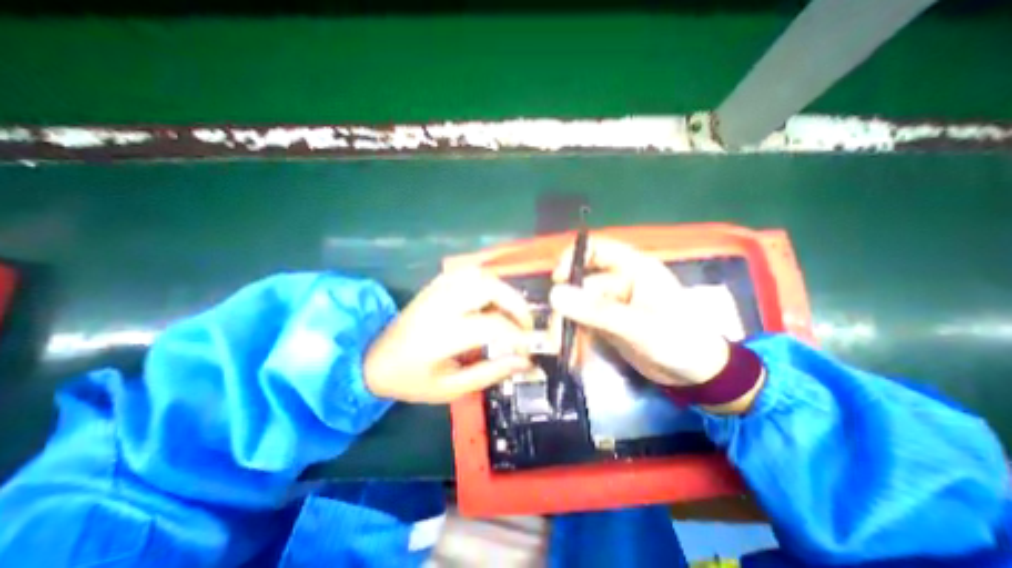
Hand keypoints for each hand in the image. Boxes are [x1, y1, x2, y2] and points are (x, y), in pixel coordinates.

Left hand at [365, 267, 535, 404]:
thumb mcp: (451, 387)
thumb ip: (491, 373)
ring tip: (510, 312)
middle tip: (525, 325)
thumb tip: (525, 362)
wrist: (373, 360)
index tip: (529, 349)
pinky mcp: (434, 285)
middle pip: (489, 288)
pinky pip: (466, 273)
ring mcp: (436, 290)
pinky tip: (490, 299)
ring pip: (480, 275)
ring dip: (503, 290)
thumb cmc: (411, 380)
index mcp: (442, 335)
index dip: (518, 336)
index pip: (492, 325)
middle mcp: (440, 305)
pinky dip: (486, 282)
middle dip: (516, 304)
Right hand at [550, 237, 731, 387]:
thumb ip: (596, 311)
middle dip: (567, 309)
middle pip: (581, 284)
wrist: (699, 376)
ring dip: (567, 326)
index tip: (557, 280)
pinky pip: (584, 323)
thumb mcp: (638, 327)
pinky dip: (576, 336)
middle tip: (556, 335)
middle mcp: (620, 281)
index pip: (597, 249)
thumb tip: (554, 294)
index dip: (573, 258)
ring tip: (561, 348)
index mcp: (634, 268)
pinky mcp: (608, 322)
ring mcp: (613, 302)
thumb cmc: (680, 342)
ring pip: (579, 306)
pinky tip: (573, 354)